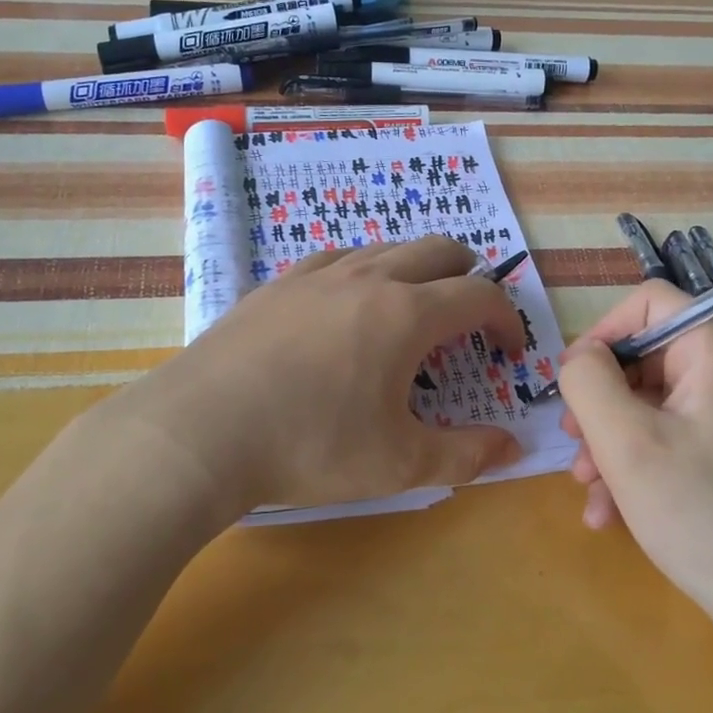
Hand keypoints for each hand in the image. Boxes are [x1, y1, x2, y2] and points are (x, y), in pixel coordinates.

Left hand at [109, 237, 525, 521]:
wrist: (200, 432)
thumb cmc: (310, 447)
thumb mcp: (397, 464)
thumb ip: (464, 456)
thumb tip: (513, 449)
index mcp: (405, 314)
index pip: (478, 296)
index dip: (506, 319)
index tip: (507, 353)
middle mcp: (367, 279)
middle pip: (437, 250)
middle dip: (468, 275)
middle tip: (470, 313)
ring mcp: (316, 276)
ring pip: (384, 248)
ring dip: (415, 268)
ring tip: (412, 306)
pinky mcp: (276, 285)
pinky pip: (335, 258)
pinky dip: (362, 270)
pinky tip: (346, 302)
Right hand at [557, 280, 712, 618]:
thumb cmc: (698, 513)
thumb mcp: (624, 441)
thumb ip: (588, 381)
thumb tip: (580, 357)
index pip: (651, 303)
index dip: (603, 332)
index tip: (573, 380)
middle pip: (647, 360)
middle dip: (600, 402)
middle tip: (572, 444)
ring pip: (653, 407)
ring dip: (611, 442)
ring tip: (588, 489)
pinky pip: (673, 442)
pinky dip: (638, 467)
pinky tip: (612, 513)